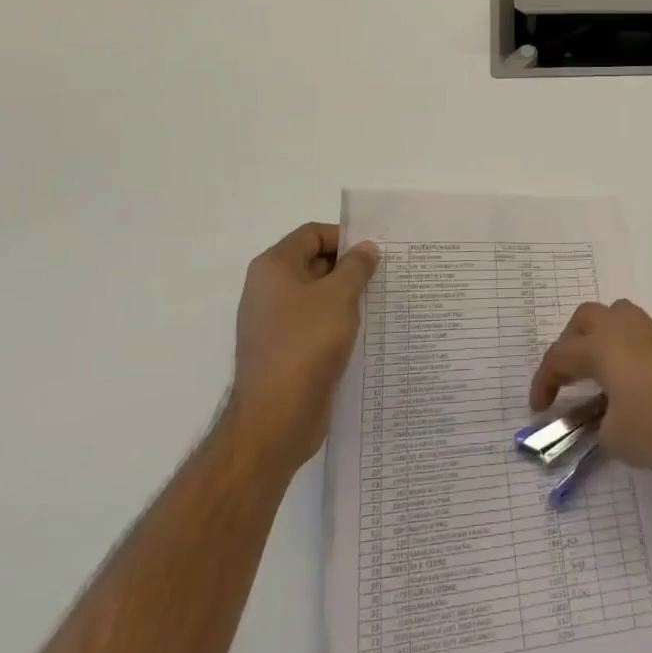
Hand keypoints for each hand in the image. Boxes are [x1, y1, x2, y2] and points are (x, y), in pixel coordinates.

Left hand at [228, 222, 378, 466]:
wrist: (275, 418)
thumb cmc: (306, 344)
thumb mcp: (340, 296)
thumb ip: (356, 266)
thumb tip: (365, 249)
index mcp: (274, 267)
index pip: (312, 234)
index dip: (344, 237)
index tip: (375, 253)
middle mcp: (268, 289)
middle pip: (314, 262)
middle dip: (349, 267)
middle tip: (383, 276)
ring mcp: (273, 322)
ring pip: (316, 296)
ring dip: (346, 297)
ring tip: (378, 302)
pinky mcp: (283, 350)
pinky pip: (314, 324)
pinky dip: (337, 323)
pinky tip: (363, 332)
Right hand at [528, 299, 651, 479]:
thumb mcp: (618, 440)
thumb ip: (600, 427)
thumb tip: (605, 421)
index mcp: (602, 346)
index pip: (560, 356)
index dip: (543, 382)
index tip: (539, 410)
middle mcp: (626, 328)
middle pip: (586, 318)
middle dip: (570, 344)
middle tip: (569, 377)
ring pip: (619, 316)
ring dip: (604, 337)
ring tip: (604, 371)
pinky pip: (648, 334)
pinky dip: (636, 349)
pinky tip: (643, 376)